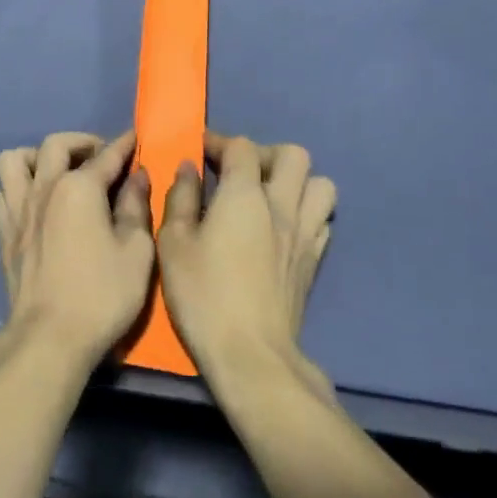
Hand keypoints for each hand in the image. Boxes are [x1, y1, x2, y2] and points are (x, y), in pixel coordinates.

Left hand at [0, 131, 153, 368]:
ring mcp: (18, 209)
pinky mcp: (4, 233)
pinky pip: (4, 192)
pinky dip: (19, 188)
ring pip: (15, 160)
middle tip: (99, 158)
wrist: (49, 337)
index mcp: (78, 187)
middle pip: (55, 144)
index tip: (134, 137)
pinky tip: (37, 204)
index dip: (123, 145)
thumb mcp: (137, 252)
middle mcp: (44, 187)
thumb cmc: (102, 295)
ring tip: (58, 173)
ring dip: (37, 157)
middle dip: (81, 142)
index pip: (105, 156)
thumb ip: (137, 207)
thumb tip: (137, 177)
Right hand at [159, 132, 335, 392]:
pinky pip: (323, 220)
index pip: (241, 147)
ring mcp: (305, 234)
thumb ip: (181, 199)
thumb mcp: (173, 244)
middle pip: (293, 155)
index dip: (219, 141)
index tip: (200, 150)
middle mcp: (282, 206)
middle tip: (240, 173)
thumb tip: (188, 169)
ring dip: (296, 181)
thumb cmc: (204, 295)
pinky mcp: (314, 262)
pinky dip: (306, 213)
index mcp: (245, 196)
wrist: (251, 356)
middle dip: (265, 154)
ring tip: (268, 196)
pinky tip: (282, 228)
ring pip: (321, 185)